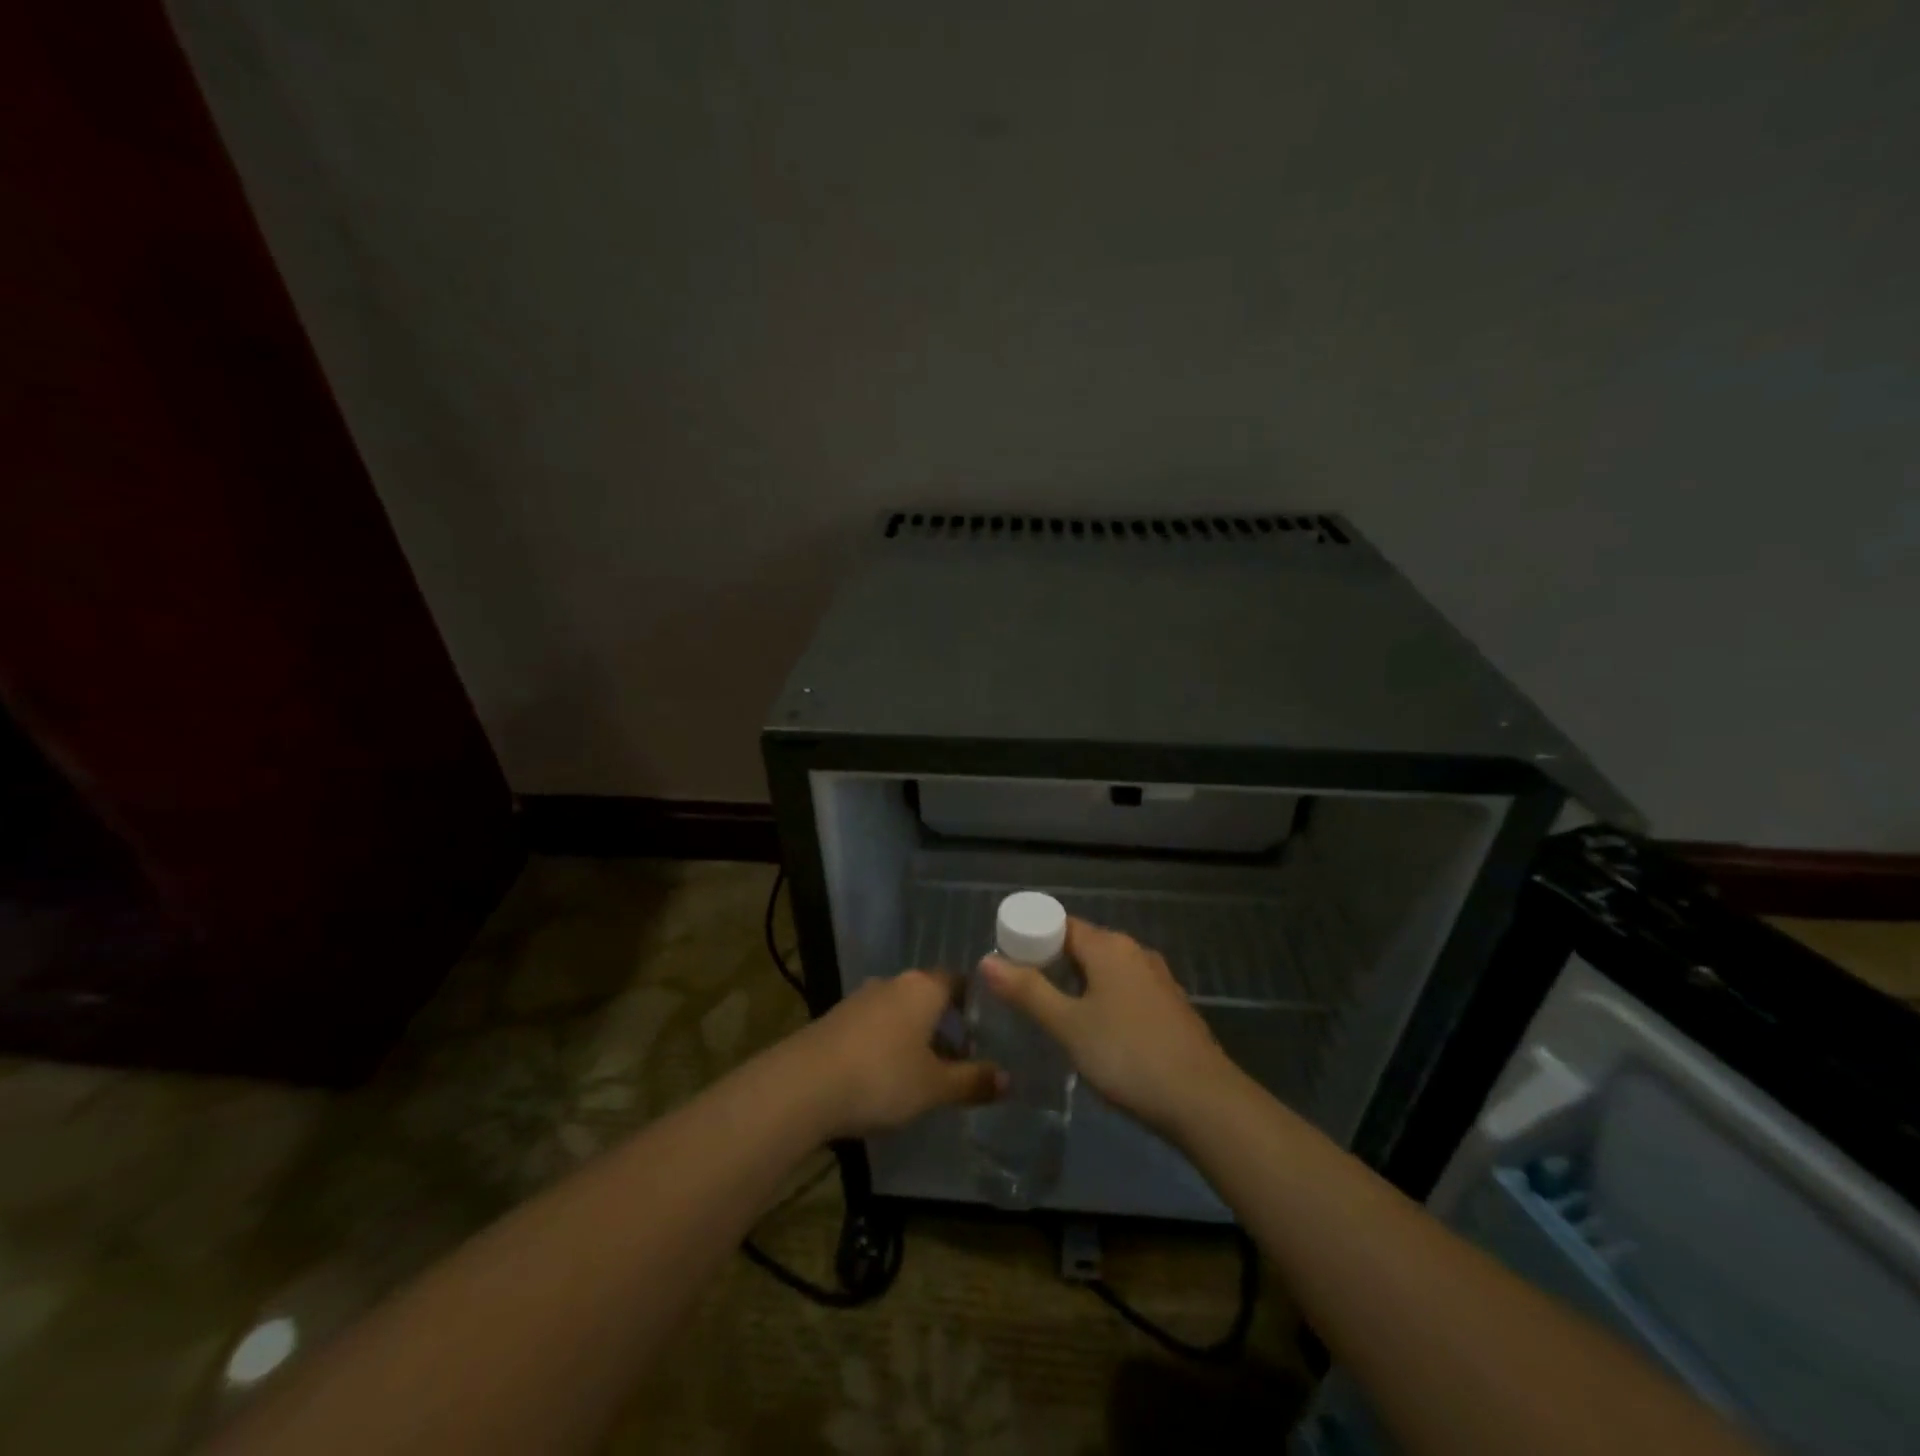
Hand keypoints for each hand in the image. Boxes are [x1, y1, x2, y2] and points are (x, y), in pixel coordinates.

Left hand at [792, 971, 1004, 1138]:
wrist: (803, 1085)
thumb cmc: (881, 1077)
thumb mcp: (934, 1087)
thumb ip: (972, 1081)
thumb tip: (1008, 1079)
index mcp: (923, 988)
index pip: (957, 980)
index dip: (972, 1002)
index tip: (983, 1030)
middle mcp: (892, 983)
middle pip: (927, 996)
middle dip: (943, 1024)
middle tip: (958, 1059)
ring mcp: (860, 999)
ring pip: (899, 1011)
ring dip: (913, 1035)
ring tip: (923, 1073)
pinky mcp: (835, 1019)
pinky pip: (873, 1025)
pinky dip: (885, 1043)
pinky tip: (884, 1076)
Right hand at [980, 918, 1231, 1135]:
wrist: (1203, 1101)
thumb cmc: (1127, 1055)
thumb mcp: (1068, 1025)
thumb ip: (1028, 991)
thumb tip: (987, 960)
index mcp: (1109, 946)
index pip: (1060, 924)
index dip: (1031, 937)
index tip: (1007, 960)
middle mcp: (1135, 952)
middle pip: (1084, 945)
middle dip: (1052, 961)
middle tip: (1022, 990)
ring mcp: (1158, 979)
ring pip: (1107, 969)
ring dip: (1080, 982)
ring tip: (1054, 1011)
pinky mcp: (1172, 1007)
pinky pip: (1127, 989)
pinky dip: (1105, 999)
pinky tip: (1097, 1029)